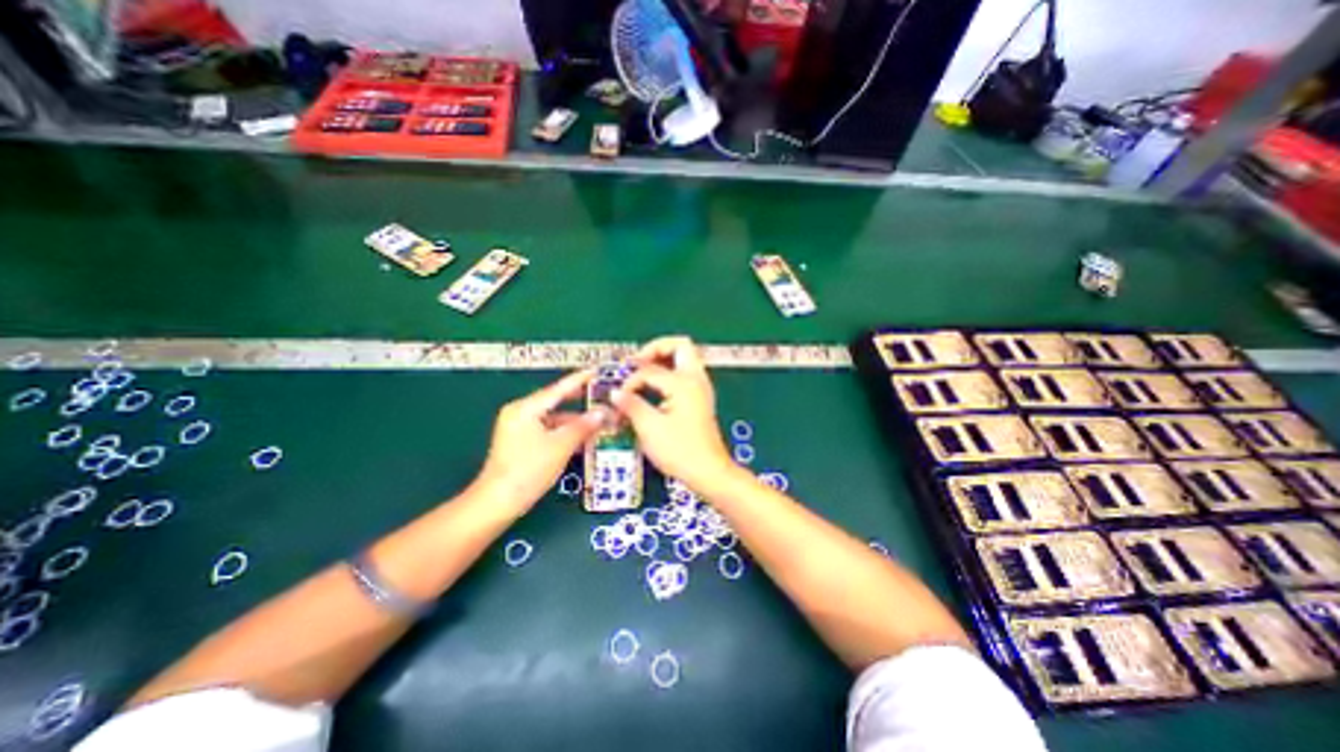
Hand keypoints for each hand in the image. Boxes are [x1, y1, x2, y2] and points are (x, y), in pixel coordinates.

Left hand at [466, 371, 598, 509]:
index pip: (558, 389)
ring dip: (573, 420)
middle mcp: (519, 413)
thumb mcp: (561, 446)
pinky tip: (582, 436)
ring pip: (552, 418)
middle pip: (554, 401)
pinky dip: (564, 431)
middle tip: (600, 392)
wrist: (498, 502)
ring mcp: (518, 428)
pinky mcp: (520, 442)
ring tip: (598, 419)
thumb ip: (583, 426)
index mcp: (525, 408)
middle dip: (578, 400)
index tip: (596, 370)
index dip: (579, 380)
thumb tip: (603, 412)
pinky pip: (547, 429)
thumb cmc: (529, 469)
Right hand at [614, 338, 737, 489]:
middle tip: (636, 363)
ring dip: (663, 360)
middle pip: (680, 345)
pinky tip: (654, 389)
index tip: (619, 397)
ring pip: (684, 358)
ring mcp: (701, 388)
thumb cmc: (681, 452)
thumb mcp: (649, 428)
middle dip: (655, 349)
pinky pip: (685, 373)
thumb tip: (615, 393)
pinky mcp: (700, 399)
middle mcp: (696, 379)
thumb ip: (631, 405)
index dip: (630, 381)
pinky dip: (669, 373)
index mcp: (684, 383)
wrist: (708, 472)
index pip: (649, 370)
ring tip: (642, 373)